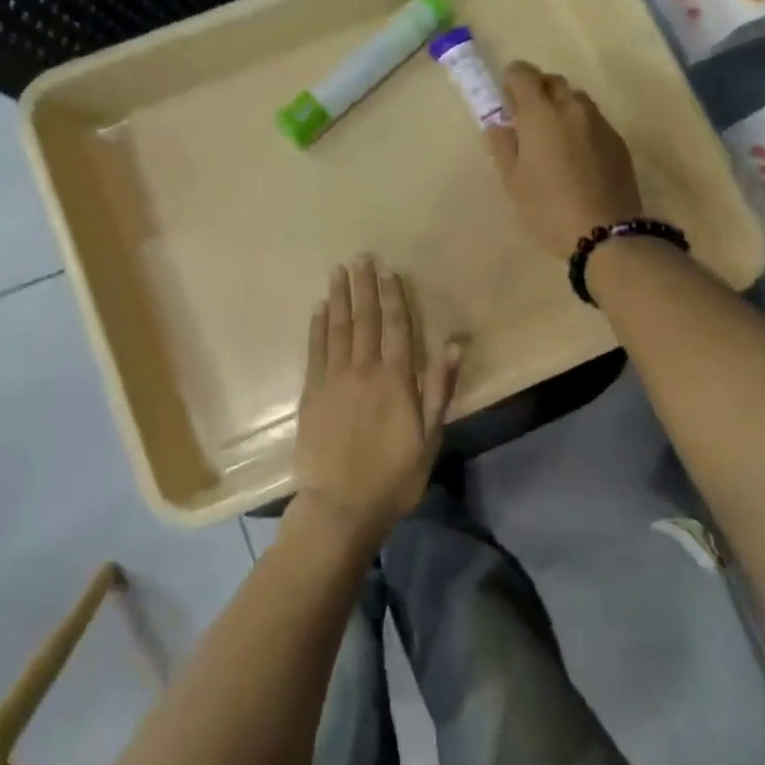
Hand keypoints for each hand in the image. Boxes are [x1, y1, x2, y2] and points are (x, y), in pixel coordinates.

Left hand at [293, 258, 459, 550]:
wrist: (340, 506)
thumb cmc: (394, 476)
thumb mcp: (429, 438)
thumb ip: (439, 389)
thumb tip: (453, 345)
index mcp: (396, 380)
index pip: (396, 327)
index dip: (394, 297)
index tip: (389, 271)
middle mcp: (364, 370)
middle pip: (365, 320)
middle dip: (364, 287)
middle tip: (361, 258)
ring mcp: (334, 380)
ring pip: (338, 328)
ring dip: (339, 298)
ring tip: (339, 272)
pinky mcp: (312, 393)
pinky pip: (315, 350)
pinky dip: (318, 327)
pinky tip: (319, 309)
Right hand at [486, 61, 643, 256]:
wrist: (605, 232)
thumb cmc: (547, 207)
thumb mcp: (513, 180)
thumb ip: (503, 145)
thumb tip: (500, 125)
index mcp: (540, 112)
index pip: (523, 73)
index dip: (511, 82)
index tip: (506, 104)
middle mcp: (572, 107)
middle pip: (551, 81)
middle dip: (536, 92)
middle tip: (526, 124)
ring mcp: (599, 121)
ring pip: (575, 98)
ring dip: (560, 108)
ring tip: (553, 141)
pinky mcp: (617, 140)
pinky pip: (593, 120)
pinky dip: (579, 126)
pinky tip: (576, 158)